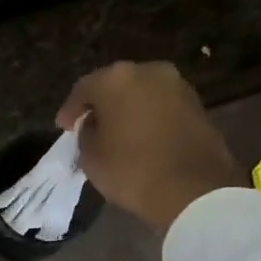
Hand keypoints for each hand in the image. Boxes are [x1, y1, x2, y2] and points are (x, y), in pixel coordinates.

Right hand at [57, 60, 243, 231]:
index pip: (84, 88)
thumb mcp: (91, 157)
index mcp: (116, 79)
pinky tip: (141, 138)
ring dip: (127, 110)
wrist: (193, 189)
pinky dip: (147, 118)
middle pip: (115, 85)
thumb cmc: (132, 170)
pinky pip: (161, 106)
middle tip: (89, 126)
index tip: (63, 128)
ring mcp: (177, 85)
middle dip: (101, 105)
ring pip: (141, 93)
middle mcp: (148, 71)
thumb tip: (94, 125)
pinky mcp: (197, 104)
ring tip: (116, 134)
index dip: (70, 110)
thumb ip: (86, 134)